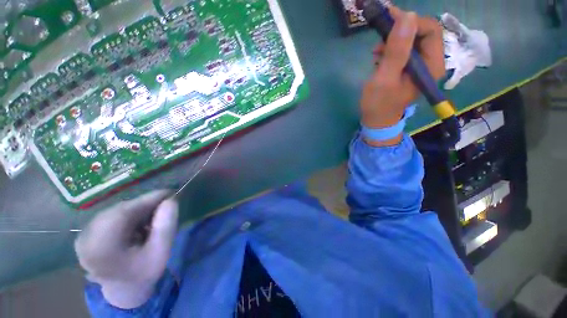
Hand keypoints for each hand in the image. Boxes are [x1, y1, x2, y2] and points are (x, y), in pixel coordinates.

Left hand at [75, 190, 178, 308]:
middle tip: (164, 205)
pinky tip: (138, 223)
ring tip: (153, 217)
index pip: (123, 213)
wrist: (123, 289)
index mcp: (101, 248)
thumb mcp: (161, 252)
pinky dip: (128, 214)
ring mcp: (83, 236)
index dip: (147, 200)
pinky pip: (111, 215)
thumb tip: (170, 201)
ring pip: (115, 211)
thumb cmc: (144, 273)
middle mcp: (85, 239)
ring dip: (137, 210)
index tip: (169, 193)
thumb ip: (166, 227)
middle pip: (119, 211)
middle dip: (144, 205)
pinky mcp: (86, 233)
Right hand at [361, 7, 444, 145]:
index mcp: (431, 65)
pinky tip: (379, 57)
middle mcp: (431, 63)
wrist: (377, 120)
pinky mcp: (409, 69)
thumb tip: (407, 17)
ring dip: (394, 40)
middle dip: (401, 29)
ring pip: (412, 40)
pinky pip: (405, 50)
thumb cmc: (379, 103)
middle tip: (380, 32)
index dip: (411, 21)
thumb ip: (397, 51)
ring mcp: (420, 66)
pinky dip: (391, 49)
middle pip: (422, 33)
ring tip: (376, 51)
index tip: (389, 18)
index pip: (431, 30)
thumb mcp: (385, 78)